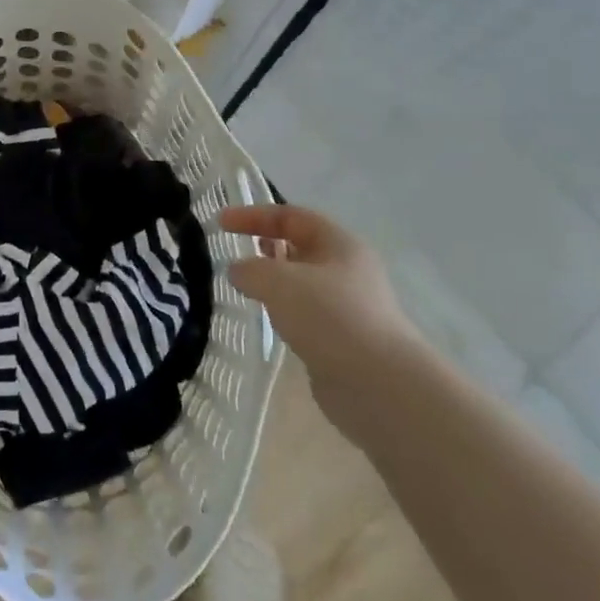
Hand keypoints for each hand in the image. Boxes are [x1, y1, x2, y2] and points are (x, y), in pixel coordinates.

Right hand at [219, 204, 423, 441]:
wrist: (379, 385)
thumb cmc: (329, 317)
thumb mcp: (278, 281)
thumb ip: (250, 269)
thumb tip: (238, 271)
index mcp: (340, 244)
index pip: (291, 216)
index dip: (253, 215)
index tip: (220, 224)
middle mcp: (348, 269)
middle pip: (301, 246)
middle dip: (267, 246)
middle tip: (237, 255)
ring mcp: (349, 306)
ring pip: (303, 282)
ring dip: (275, 282)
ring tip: (247, 289)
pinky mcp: (344, 339)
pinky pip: (307, 313)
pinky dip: (285, 311)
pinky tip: (270, 321)